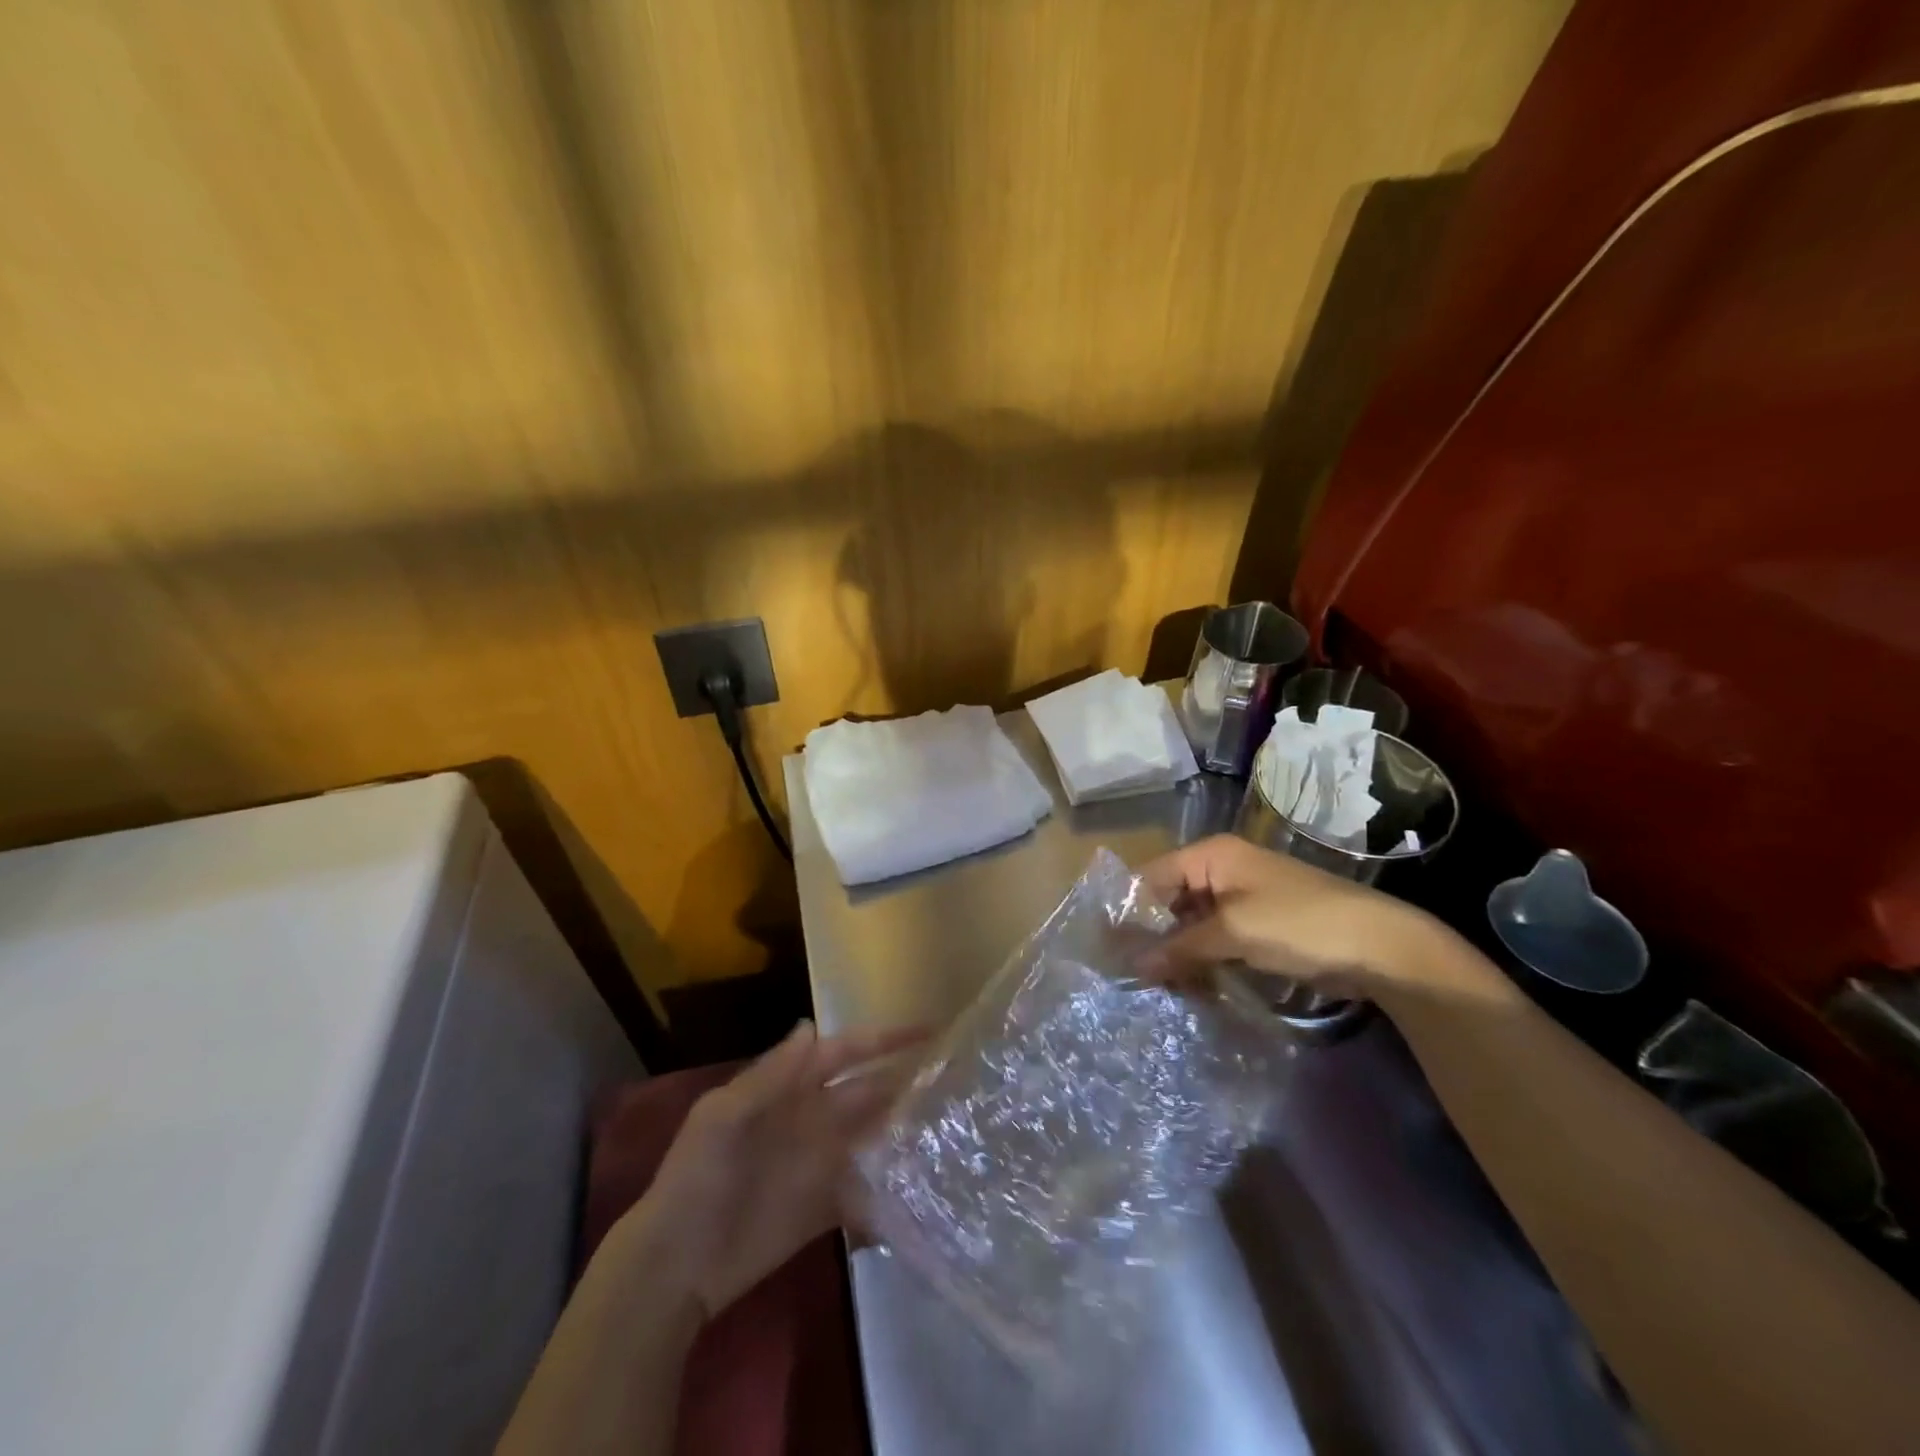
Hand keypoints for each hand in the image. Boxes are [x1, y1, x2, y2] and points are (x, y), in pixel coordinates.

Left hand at [609, 1021, 925, 1320]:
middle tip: (956, 1072)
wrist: (674, 1265)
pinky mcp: (824, 1208)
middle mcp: (811, 1118)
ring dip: (904, 1126)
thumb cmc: (697, 1178)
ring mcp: (820, 1163)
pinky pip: (865, 1189)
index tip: (928, 1029)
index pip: (843, 1053)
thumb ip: (770, 1075)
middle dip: (905, 1078)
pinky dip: (890, 1184)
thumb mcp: (723, 1117)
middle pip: (866, 1090)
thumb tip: (810, 1026)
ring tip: (953, 1119)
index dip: (881, 1039)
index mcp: (788, 1089)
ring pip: (872, 1134)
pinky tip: (925, 1181)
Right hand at [1139, 834, 1465, 998]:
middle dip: (1151, 934)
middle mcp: (1222, 871)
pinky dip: (1200, 960)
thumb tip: (1134, 965)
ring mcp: (1241, 900)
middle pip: (1170, 900)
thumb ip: (1181, 946)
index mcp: (1212, 856)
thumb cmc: (1299, 923)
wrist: (1379, 946)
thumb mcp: (1233, 930)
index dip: (1130, 908)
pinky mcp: (1257, 928)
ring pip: (1191, 924)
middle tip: (1127, 972)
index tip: (1107, 946)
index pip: (1153, 876)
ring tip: (1152, 986)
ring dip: (1175, 952)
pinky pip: (1215, 940)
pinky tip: (1186, 987)